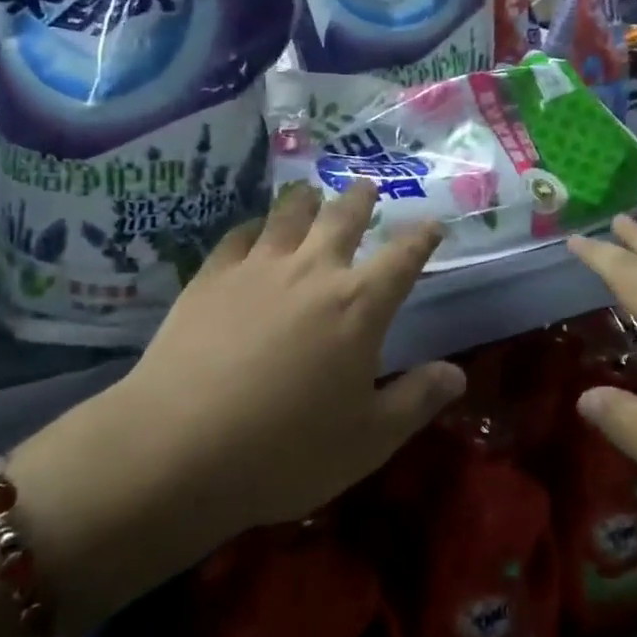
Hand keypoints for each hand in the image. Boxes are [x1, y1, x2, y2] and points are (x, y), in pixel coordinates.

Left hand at [63, 182, 463, 531]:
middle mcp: (313, 271)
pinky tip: (254, 231)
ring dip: (307, 199)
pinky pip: (240, 235)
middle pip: (343, 218)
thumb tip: (456, 373)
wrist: (179, 447)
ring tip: (312, 192)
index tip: (432, 223)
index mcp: (359, 306)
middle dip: (360, 199)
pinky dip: (255, 226)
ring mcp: (258, 267)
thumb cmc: (286, 451)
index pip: (403, 258)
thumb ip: (416, 400)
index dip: (421, 237)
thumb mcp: (368, 440)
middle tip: (367, 185)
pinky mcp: (211, 275)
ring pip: (289, 214)